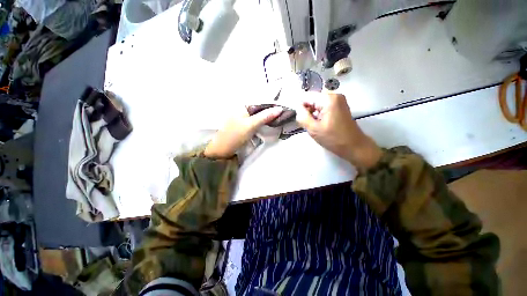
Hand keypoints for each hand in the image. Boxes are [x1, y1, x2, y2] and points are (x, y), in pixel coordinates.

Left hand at [204, 106, 282, 158]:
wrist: (223, 149)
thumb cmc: (235, 135)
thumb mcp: (251, 125)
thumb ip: (265, 116)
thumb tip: (280, 108)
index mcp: (244, 106)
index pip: (262, 102)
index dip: (273, 105)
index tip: (285, 109)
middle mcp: (244, 109)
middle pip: (261, 108)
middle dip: (272, 112)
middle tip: (285, 115)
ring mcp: (245, 118)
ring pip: (260, 115)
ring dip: (269, 117)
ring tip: (280, 119)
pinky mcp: (246, 125)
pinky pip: (257, 121)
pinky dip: (264, 122)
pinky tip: (271, 124)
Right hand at [295, 93, 381, 170]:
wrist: (354, 146)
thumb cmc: (334, 139)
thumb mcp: (313, 129)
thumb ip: (302, 116)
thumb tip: (297, 107)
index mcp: (328, 99)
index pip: (306, 97)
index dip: (300, 108)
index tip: (300, 119)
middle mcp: (334, 95)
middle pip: (312, 100)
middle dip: (307, 112)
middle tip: (308, 125)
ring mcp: (338, 101)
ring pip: (317, 104)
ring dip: (312, 114)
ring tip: (315, 126)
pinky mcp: (339, 106)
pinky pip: (323, 107)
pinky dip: (319, 115)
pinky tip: (320, 125)